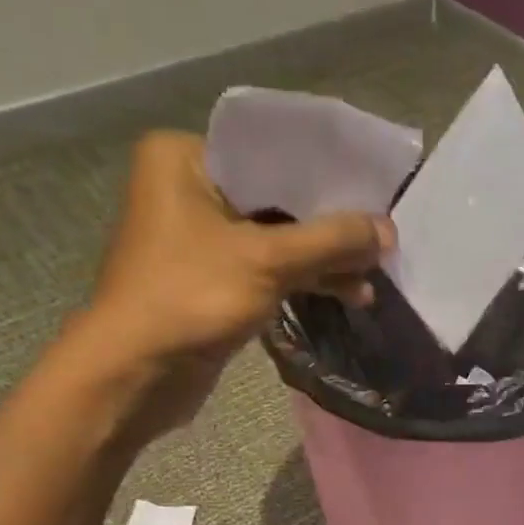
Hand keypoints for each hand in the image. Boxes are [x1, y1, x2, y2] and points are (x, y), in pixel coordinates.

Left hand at [85, 130, 392, 433]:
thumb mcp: (266, 260)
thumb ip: (330, 241)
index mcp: (184, 158)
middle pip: (277, 195)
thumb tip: (388, 230)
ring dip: (323, 257)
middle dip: (330, 221)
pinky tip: (348, 293)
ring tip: (374, 274)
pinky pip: (268, 268)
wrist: (135, 375)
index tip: (374, 186)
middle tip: (382, 234)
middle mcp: (189, 189)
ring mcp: (200, 239)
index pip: (270, 149)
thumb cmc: (189, 298)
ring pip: (276, 237)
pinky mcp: (212, 280)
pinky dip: (304, 279)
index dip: (326, 170)